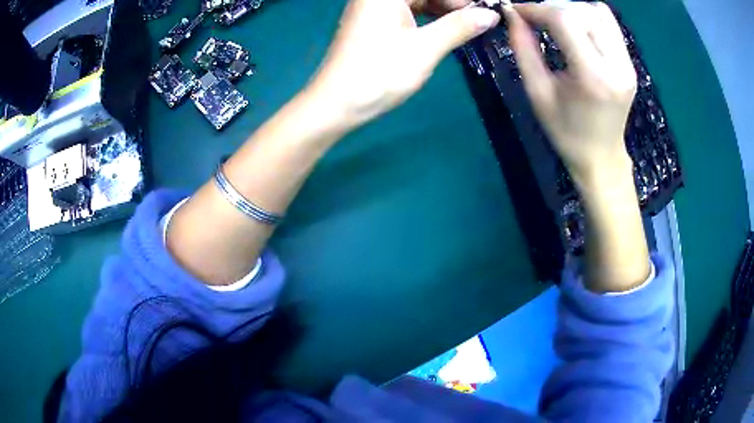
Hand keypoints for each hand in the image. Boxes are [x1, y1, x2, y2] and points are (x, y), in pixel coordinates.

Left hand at [308, 0, 499, 128]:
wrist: (336, 104)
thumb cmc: (379, 74)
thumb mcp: (425, 49)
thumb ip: (460, 26)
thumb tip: (491, 14)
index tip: (487, 8)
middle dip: (455, 3)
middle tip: (482, 18)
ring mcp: (374, 6)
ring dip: (444, 9)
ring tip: (470, 25)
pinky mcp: (373, 21)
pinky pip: (408, 10)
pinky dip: (428, 17)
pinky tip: (447, 28)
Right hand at [506, 2, 636, 186]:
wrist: (601, 157)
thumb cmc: (566, 132)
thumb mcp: (537, 93)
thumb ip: (523, 49)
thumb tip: (511, 13)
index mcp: (592, 77)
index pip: (565, 20)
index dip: (537, 9)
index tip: (518, 13)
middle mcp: (616, 65)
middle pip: (582, 12)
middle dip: (553, 8)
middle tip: (535, 19)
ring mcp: (627, 64)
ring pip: (598, 12)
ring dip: (572, 11)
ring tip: (556, 23)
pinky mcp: (630, 63)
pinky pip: (610, 23)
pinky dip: (589, 17)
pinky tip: (577, 28)